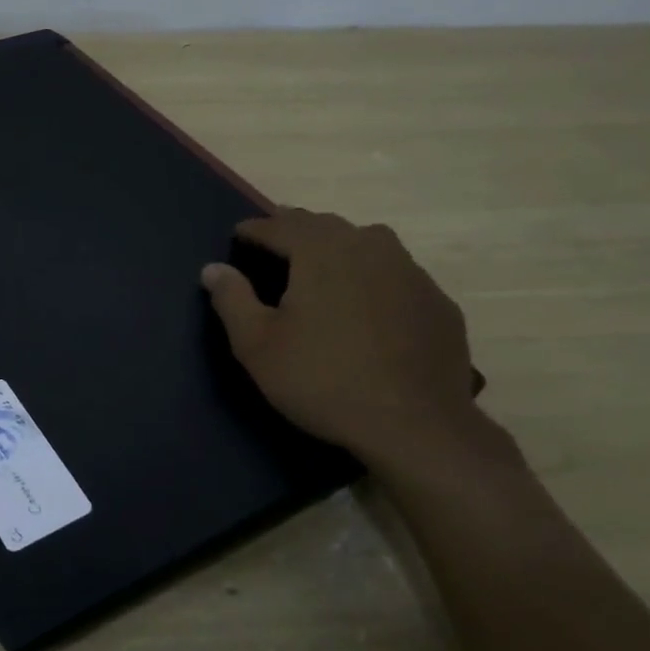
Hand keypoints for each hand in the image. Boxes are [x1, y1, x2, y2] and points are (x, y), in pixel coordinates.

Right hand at [201, 208, 480, 469]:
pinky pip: (394, 274)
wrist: (415, 425)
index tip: (237, 235)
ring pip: (365, 243)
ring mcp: (410, 271)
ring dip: (336, 247)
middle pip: (323, 226)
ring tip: (320, 266)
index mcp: (321, 251)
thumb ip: (232, 299)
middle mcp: (368, 246)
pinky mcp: (436, 300)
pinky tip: (366, 305)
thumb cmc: (323, 380)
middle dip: (294, 230)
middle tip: (274, 244)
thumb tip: (213, 268)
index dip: (254, 229)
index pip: (279, 225)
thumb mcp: (258, 345)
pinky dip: (371, 277)